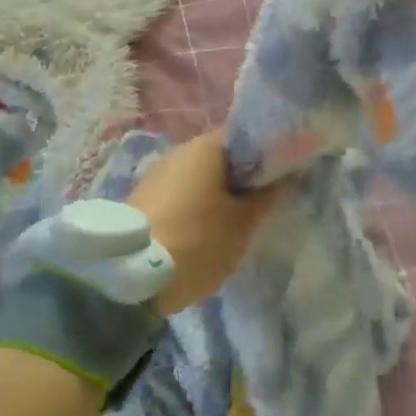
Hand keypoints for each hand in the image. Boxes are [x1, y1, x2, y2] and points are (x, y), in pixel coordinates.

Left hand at [129, 128, 281, 314]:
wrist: (128, 278)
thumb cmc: (196, 241)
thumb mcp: (243, 224)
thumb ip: (267, 196)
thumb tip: (288, 175)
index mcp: (207, 145)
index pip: (246, 136)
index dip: (267, 153)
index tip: (281, 175)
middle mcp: (180, 150)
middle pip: (221, 157)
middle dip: (241, 177)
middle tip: (261, 203)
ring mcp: (158, 174)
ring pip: (199, 177)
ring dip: (217, 194)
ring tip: (234, 222)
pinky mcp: (142, 199)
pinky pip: (180, 194)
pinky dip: (195, 206)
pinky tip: (203, 232)